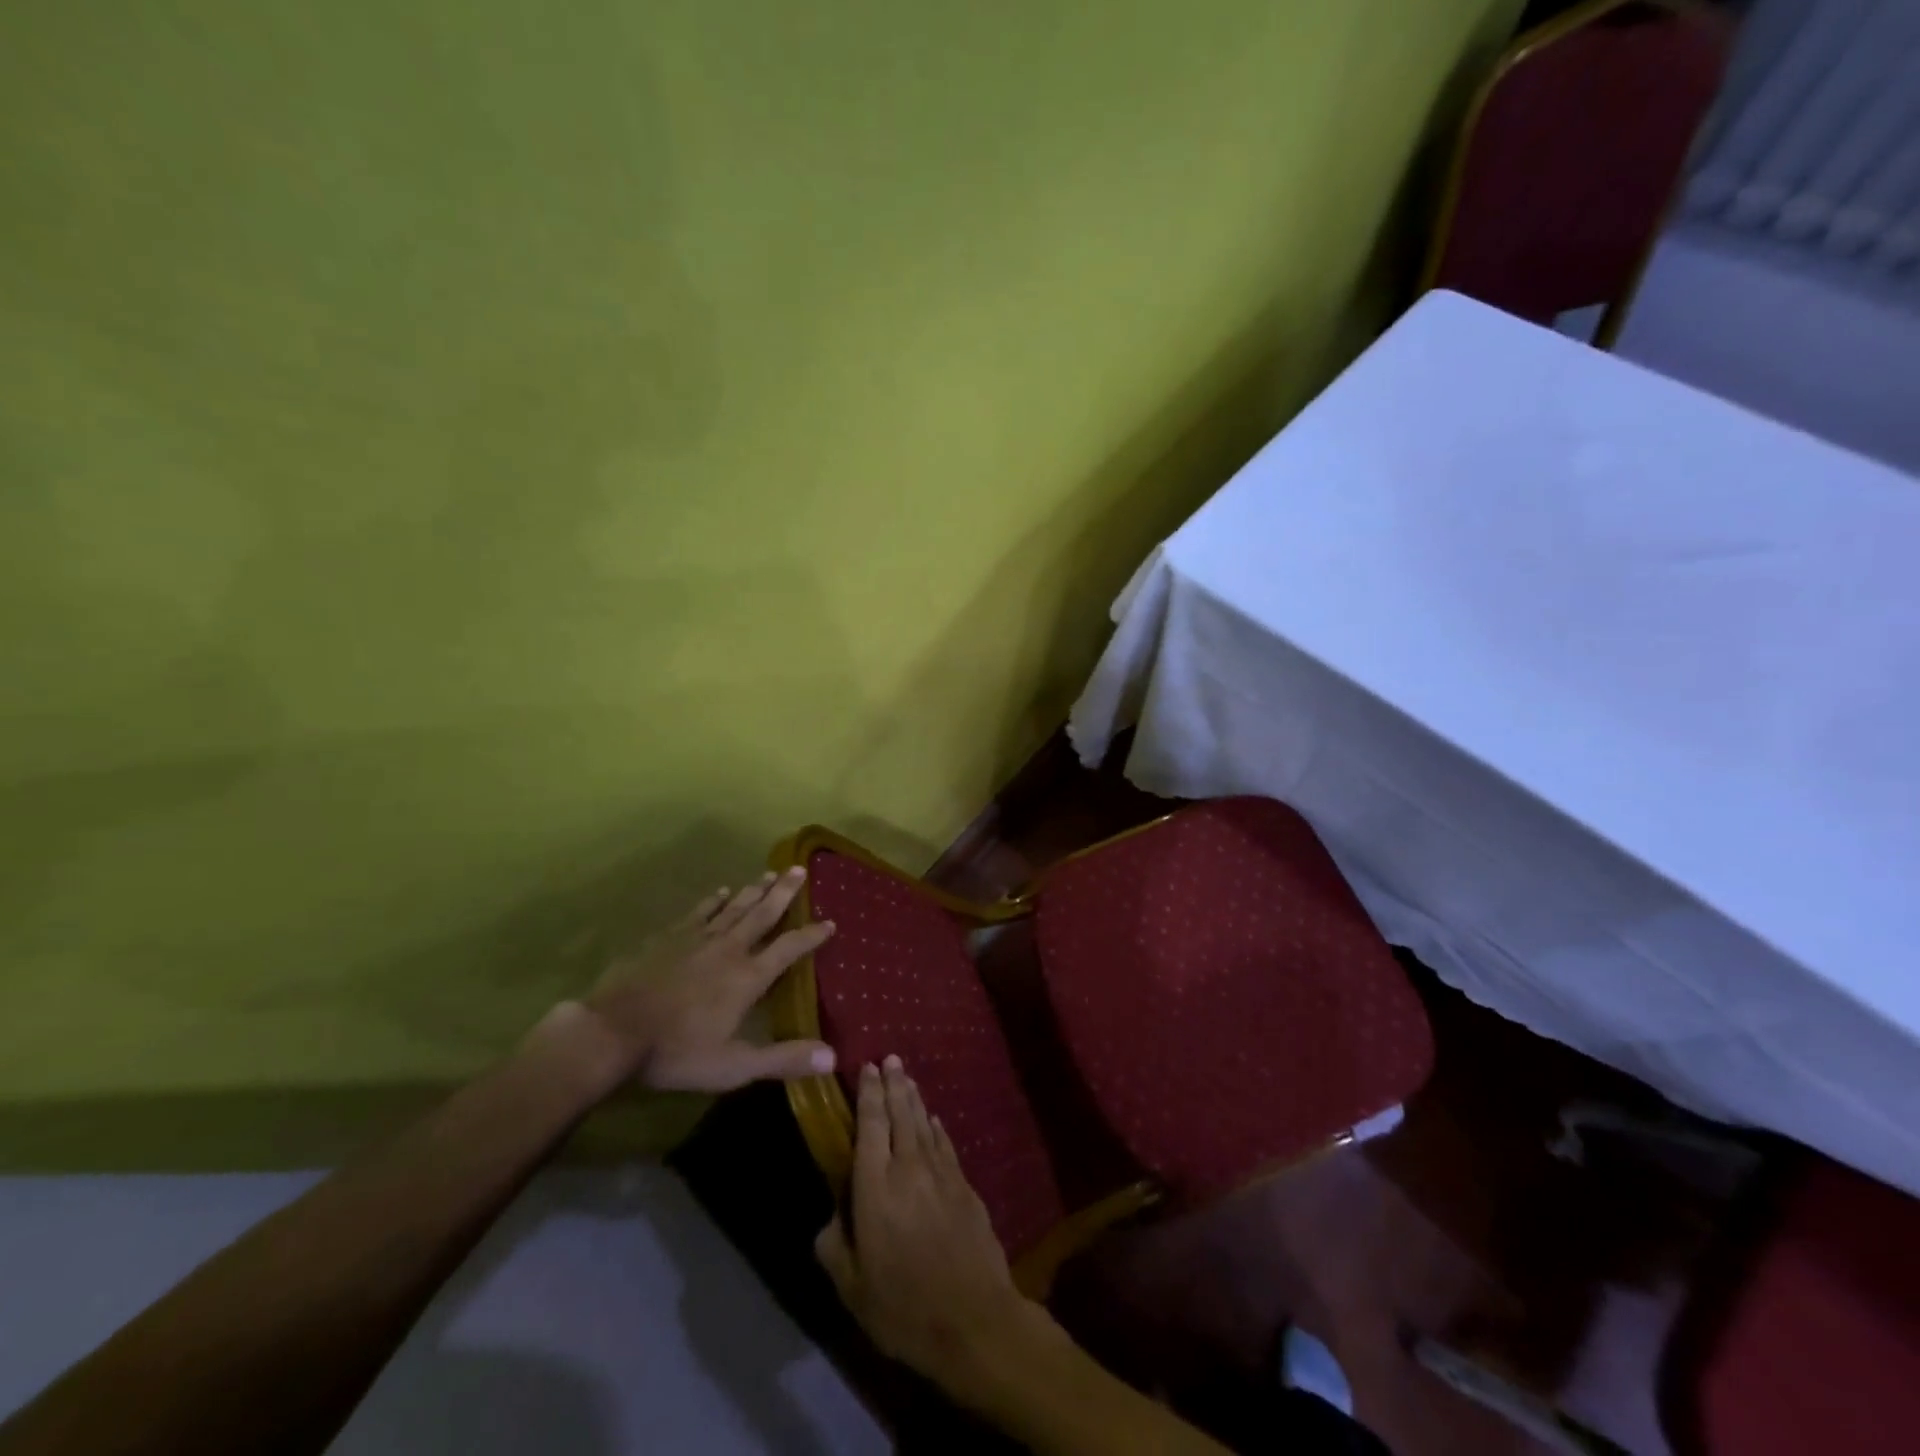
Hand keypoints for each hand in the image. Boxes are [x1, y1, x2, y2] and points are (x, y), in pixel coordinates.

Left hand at [581, 868, 836, 1092]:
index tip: (830, 921)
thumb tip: (832, 1056)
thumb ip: (783, 1059)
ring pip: (734, 906)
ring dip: (754, 889)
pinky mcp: (668, 937)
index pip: (789, 948)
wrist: (613, 1032)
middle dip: (784, 892)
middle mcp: (729, 949)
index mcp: (748, 977)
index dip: (812, 935)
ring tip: (770, 873)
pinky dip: (714, 899)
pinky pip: (699, 911)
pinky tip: (721, 890)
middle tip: (799, 869)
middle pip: (763, 913)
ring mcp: (697, 938)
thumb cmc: (676, 1052)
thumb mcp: (734, 1065)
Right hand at [815, 1057, 1056, 1394]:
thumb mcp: (852, 1288)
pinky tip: (934, 1120)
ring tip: (907, 1077)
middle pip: (900, 1113)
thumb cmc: (903, 1306)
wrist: (972, 1319)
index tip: (867, 1067)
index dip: (869, 1093)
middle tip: (890, 1058)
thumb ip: (834, 1247)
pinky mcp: (965, 1185)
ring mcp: (941, 1173)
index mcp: (875, 1186)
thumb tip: (829, 1219)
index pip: (870, 1125)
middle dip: (894, 1083)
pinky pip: (946, 1144)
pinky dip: (937, 1128)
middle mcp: (908, 1167)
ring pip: (924, 1123)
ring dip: (914, 1098)